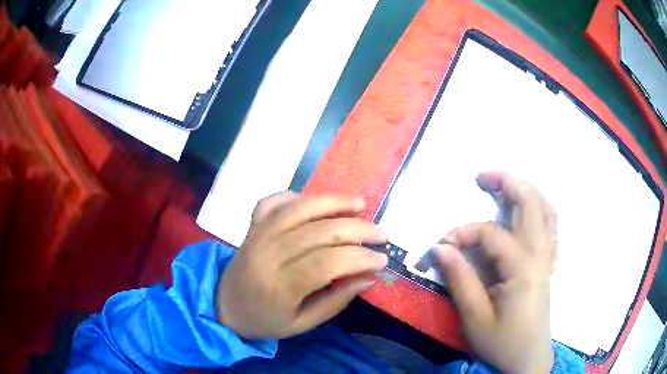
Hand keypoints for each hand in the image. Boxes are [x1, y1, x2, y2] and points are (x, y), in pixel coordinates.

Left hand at [216, 192, 388, 338]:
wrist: (224, 306)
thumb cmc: (264, 320)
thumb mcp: (302, 324)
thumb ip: (335, 302)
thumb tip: (368, 277)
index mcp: (279, 287)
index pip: (326, 264)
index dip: (358, 258)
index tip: (382, 259)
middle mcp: (268, 255)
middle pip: (318, 233)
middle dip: (357, 230)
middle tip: (381, 234)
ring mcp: (258, 235)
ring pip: (298, 210)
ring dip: (332, 202)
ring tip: (359, 204)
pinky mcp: (252, 226)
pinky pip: (273, 201)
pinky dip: (295, 195)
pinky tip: (314, 201)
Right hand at [435, 172, 556, 373]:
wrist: (528, 359)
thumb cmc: (502, 342)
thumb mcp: (474, 317)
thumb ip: (460, 279)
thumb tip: (440, 247)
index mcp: (522, 269)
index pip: (492, 235)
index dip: (464, 233)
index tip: (442, 245)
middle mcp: (540, 255)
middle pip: (531, 204)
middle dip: (507, 182)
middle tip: (483, 176)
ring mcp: (548, 257)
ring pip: (546, 210)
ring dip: (527, 191)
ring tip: (506, 184)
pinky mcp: (549, 263)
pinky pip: (551, 225)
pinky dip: (541, 208)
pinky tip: (529, 209)